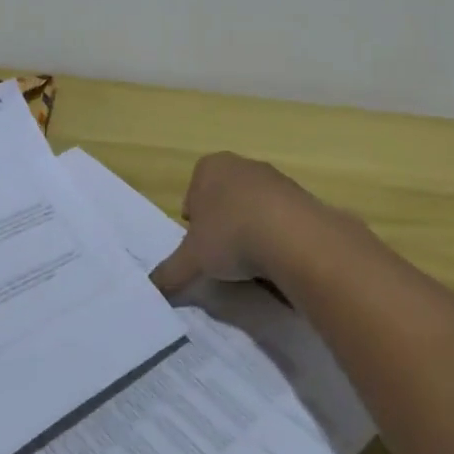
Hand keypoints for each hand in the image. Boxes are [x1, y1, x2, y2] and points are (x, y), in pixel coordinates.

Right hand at [149, 152, 322, 294]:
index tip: (201, 246)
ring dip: (250, 229)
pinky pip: (280, 216)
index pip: (192, 194)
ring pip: (252, 207)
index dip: (194, 223)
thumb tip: (152, 289)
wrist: (293, 236)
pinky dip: (276, 234)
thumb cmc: (230, 236)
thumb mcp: (191, 260)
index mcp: (210, 167)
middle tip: (224, 254)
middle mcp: (241, 164)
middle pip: (223, 198)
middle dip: (222, 224)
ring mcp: (274, 177)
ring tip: (253, 260)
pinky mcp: (301, 195)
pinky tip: (277, 255)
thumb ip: (169, 273)